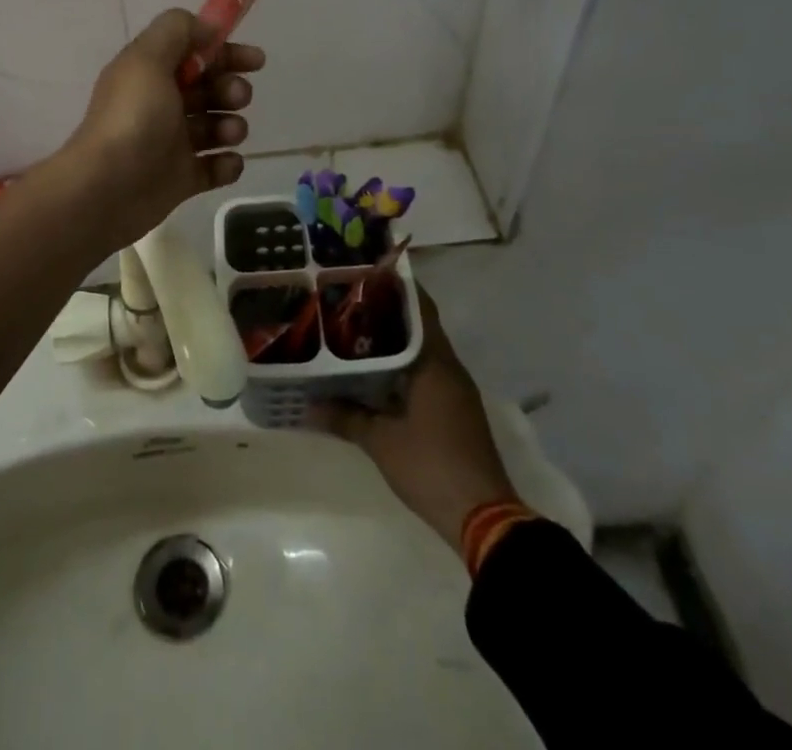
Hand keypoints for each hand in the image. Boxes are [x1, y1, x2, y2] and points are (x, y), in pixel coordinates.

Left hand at [58, 9, 264, 250]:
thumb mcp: (148, 59)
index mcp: (149, 73)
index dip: (225, 52)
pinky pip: (215, 167)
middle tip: (236, 97)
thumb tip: (209, 27)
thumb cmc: (132, 118)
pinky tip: (226, 163)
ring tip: (229, 134)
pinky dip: (227, 164)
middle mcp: (160, 105)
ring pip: (215, 127)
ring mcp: (171, 144)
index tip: (255, 60)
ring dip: (232, 125)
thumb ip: (177, 31)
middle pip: (208, 89)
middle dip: (230, 88)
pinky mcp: (181, 179)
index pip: (193, 53)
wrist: (107, 189)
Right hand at [308, 289, 519, 550]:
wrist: (484, 518)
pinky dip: (403, 367)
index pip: (420, 308)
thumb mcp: (380, 441)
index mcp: (435, 362)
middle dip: (387, 313)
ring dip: (395, 342)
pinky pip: (427, 373)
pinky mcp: (456, 412)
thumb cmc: (431, 466)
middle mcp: (449, 368)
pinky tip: (375, 374)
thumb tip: (308, 404)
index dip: (396, 287)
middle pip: (419, 327)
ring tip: (354, 332)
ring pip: (422, 351)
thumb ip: (345, 417)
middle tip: (348, 301)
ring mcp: (456, 391)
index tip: (366, 273)